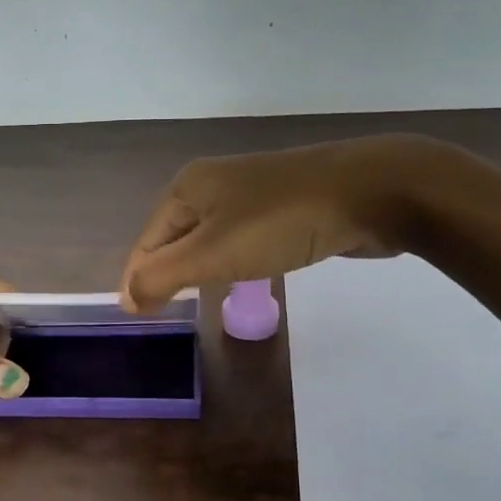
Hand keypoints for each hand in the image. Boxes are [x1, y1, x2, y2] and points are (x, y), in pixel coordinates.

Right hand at [119, 134, 449, 311]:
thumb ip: (162, 277)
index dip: (138, 280)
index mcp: (186, 188)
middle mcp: (211, 183)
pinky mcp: (281, 203)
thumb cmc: (282, 222)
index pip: (146, 242)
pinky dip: (231, 259)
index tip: (138, 318)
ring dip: (198, 267)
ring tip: (196, 297)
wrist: (373, 190)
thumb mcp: (212, 253)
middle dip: (166, 272)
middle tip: (165, 311)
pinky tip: (241, 274)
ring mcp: (249, 191)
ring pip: (207, 237)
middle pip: (173, 237)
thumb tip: (127, 299)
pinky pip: (239, 236)